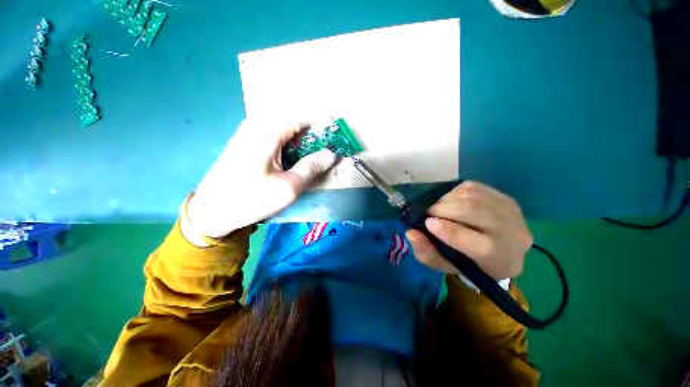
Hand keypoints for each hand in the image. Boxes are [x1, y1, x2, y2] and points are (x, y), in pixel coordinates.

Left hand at [187, 118, 336, 237]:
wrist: (213, 209)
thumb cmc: (251, 199)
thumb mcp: (289, 186)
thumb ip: (312, 166)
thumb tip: (332, 154)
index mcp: (269, 130)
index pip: (305, 115)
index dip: (325, 124)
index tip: (338, 139)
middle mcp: (259, 124)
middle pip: (297, 121)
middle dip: (317, 135)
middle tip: (329, 153)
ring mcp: (252, 131)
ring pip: (288, 129)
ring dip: (305, 142)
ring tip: (317, 159)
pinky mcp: (250, 141)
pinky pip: (278, 136)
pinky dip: (293, 146)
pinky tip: (298, 161)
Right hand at [406, 181, 532, 279]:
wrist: (497, 251)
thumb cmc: (467, 262)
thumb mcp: (444, 264)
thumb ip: (426, 252)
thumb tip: (411, 233)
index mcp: (502, 261)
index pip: (481, 246)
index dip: (450, 232)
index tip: (428, 224)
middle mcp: (515, 235)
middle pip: (474, 211)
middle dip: (444, 209)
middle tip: (430, 214)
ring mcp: (512, 212)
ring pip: (471, 195)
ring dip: (447, 200)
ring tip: (440, 210)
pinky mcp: (504, 197)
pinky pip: (473, 187)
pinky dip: (454, 193)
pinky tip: (452, 203)